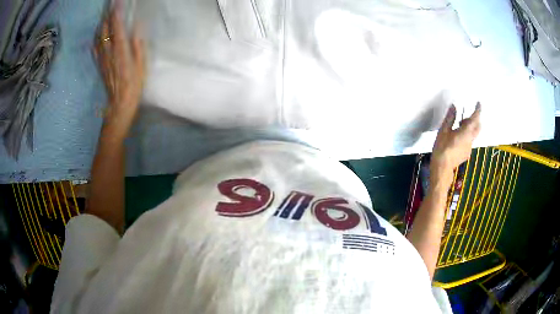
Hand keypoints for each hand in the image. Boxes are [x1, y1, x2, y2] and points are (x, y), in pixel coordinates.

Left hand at [94, 1, 144, 135]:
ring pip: (98, 37)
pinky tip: (98, 33)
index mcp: (121, 51)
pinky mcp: (99, 64)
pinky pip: (94, 47)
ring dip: (101, 24)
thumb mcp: (141, 65)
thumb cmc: (133, 86)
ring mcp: (102, 58)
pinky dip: (96, 37)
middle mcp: (108, 52)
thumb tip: (136, 27)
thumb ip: (138, 45)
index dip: (117, 13)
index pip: (117, 26)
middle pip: (105, 29)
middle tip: (110, 5)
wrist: (119, 105)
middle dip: (107, 15)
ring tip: (105, 15)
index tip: (118, 2)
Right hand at [430, 103, 480, 186]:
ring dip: (469, 128)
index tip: (478, 103)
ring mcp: (469, 148)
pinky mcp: (467, 154)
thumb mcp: (444, 130)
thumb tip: (454, 107)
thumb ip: (450, 118)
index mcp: (466, 132)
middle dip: (474, 120)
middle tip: (465, 117)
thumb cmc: (442, 148)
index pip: (475, 119)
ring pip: (473, 134)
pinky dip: (466, 136)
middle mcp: (470, 140)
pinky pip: (469, 141)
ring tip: (458, 127)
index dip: (478, 110)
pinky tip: (457, 139)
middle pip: (478, 127)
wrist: (442, 168)